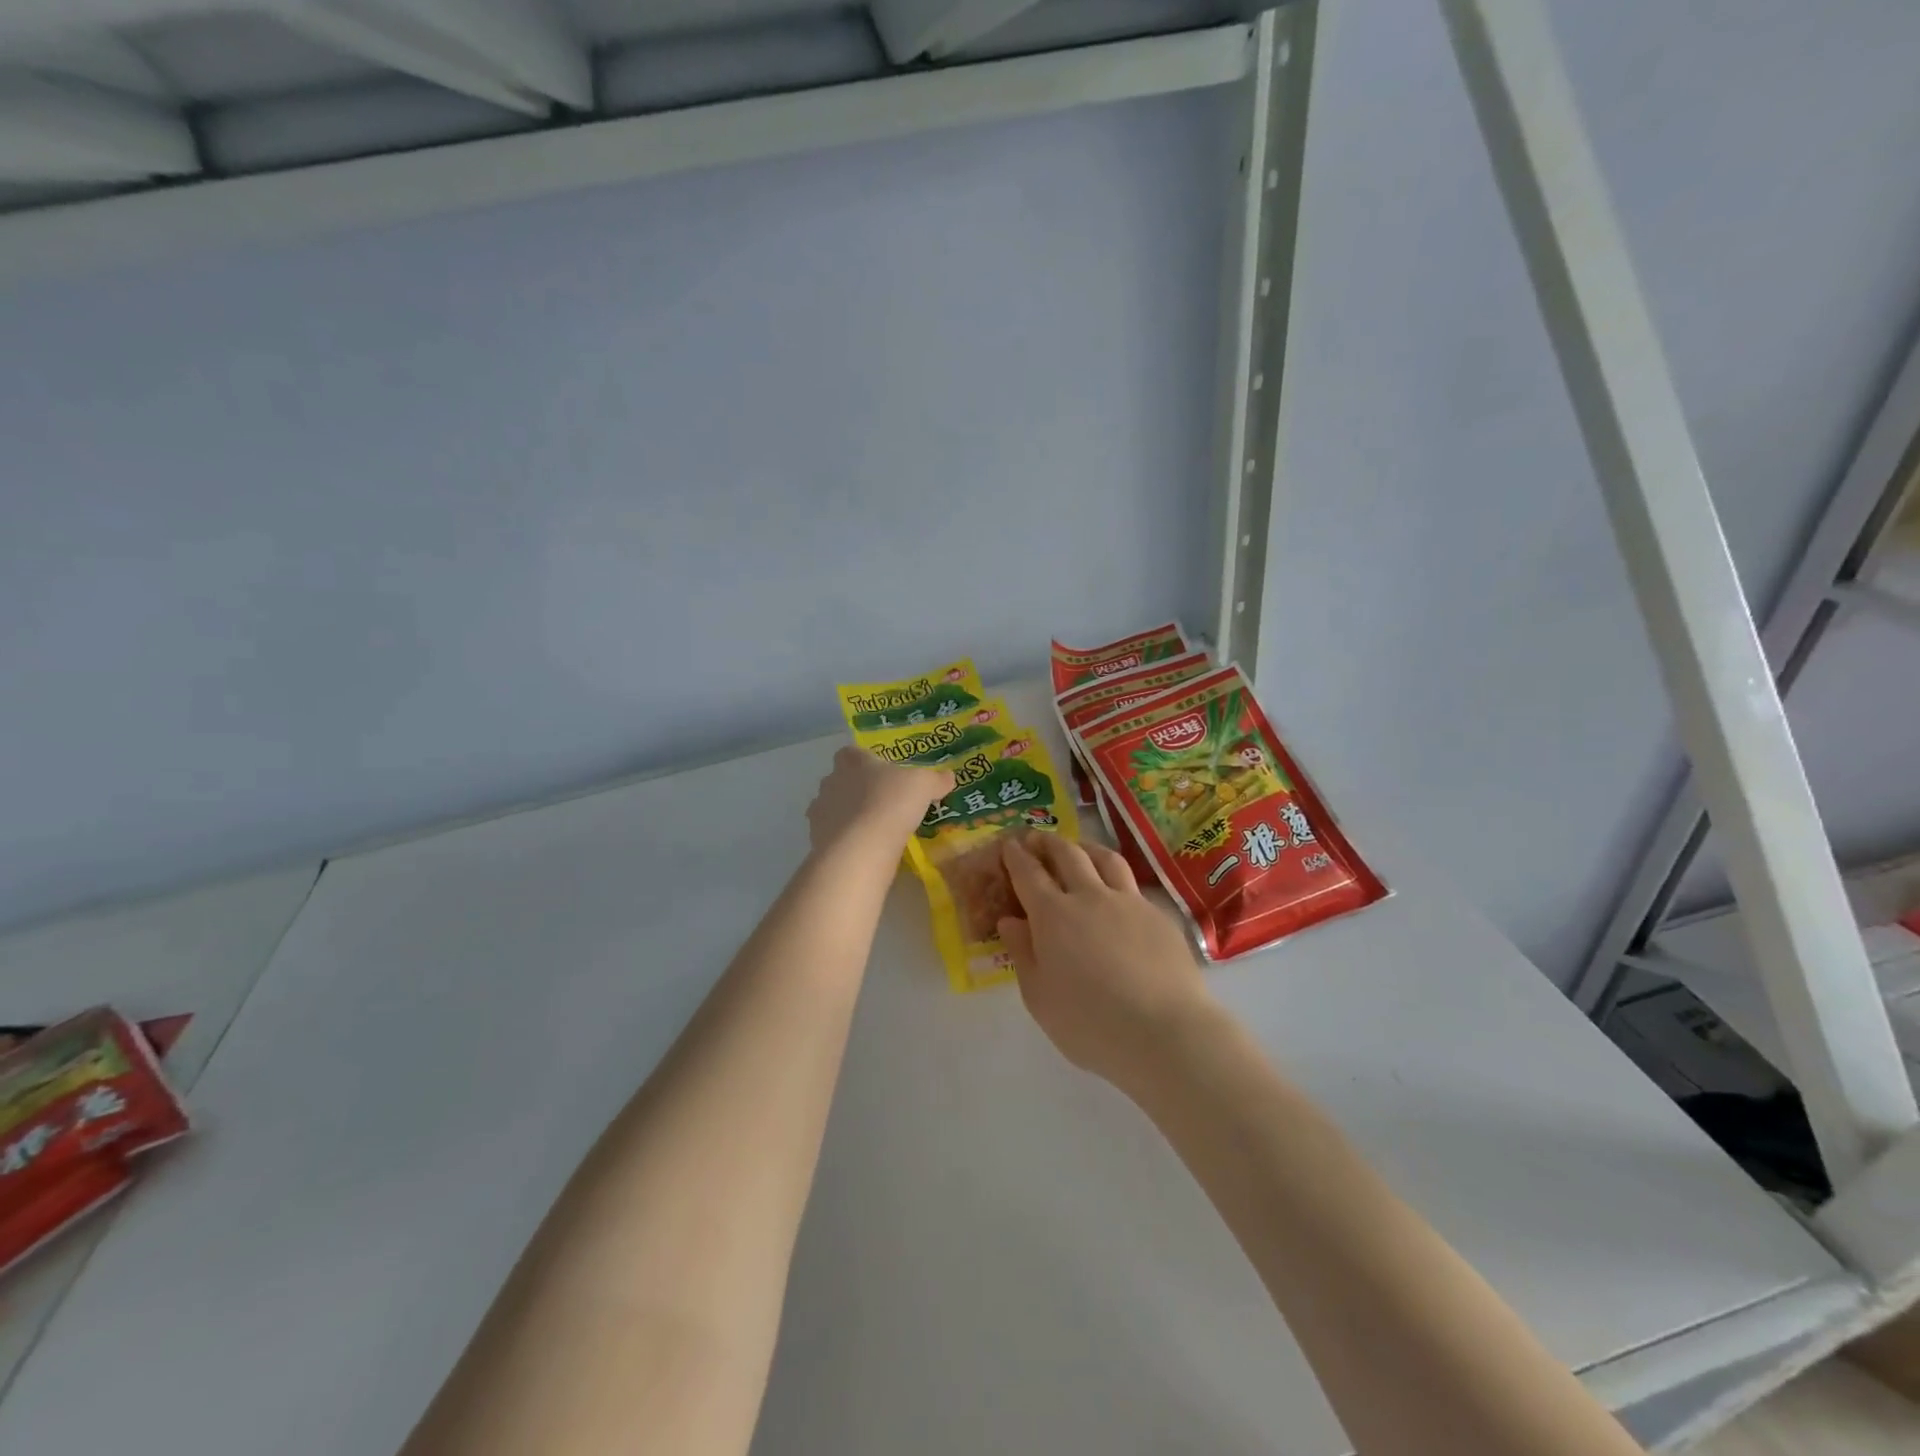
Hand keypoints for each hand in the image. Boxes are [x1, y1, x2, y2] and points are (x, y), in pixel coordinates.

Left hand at [807, 746, 953, 857]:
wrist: (860, 848)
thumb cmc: (891, 803)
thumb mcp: (923, 786)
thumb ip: (935, 780)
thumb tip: (948, 777)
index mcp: (852, 762)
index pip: (850, 753)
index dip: (864, 760)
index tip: (880, 772)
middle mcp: (830, 782)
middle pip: (841, 780)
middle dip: (857, 790)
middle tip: (883, 803)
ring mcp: (819, 812)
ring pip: (834, 809)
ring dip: (849, 816)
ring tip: (874, 830)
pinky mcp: (817, 840)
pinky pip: (832, 836)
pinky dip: (845, 840)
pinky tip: (865, 850)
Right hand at [998, 835, 1214, 1094]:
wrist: (1165, 1033)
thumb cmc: (1090, 1024)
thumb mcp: (1039, 998)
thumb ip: (1022, 953)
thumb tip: (1010, 920)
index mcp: (1054, 915)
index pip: (1029, 873)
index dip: (1016, 856)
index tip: (1009, 844)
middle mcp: (1090, 896)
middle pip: (1067, 854)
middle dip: (1048, 842)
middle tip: (1038, 840)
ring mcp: (1129, 902)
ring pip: (1105, 858)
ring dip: (1085, 847)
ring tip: (1078, 849)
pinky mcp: (1159, 916)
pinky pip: (1132, 885)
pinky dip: (1116, 879)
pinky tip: (1117, 895)